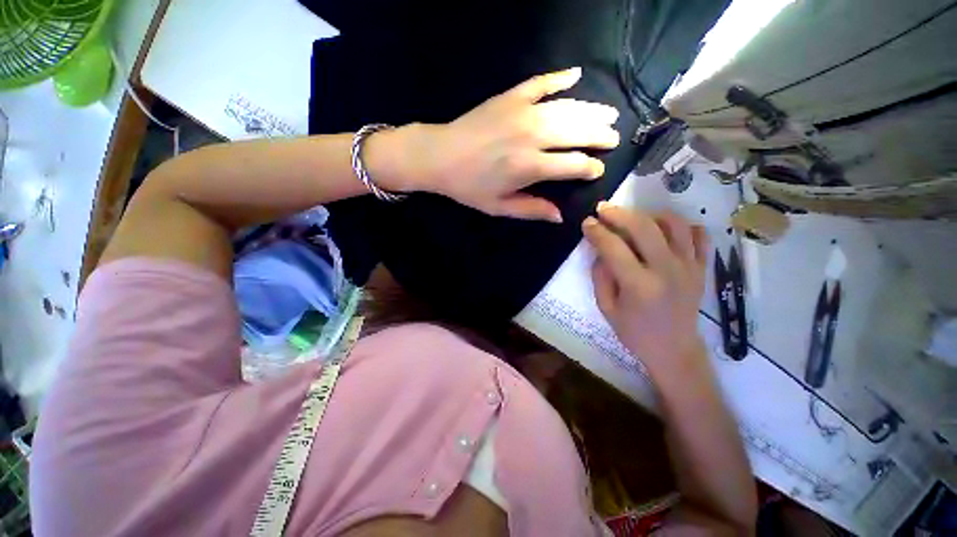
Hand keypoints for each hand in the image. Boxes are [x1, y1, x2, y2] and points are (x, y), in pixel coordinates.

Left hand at [374, 67, 619, 221]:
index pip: (575, 165)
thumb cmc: (467, 184)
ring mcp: (522, 112)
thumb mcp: (498, 207)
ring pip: (567, 109)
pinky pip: (540, 83)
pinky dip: (559, 77)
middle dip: (600, 135)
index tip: (597, 168)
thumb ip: (532, 210)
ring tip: (609, 113)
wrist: (436, 154)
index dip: (591, 167)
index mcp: (530, 166)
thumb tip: (562, 216)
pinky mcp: (511, 96)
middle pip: (578, 133)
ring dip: (591, 110)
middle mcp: (533, 136)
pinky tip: (577, 73)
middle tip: (614, 137)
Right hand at [583, 204, 709, 379]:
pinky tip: (672, 232)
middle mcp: (666, 270)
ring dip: (653, 215)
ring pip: (674, 223)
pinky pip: (700, 236)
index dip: (597, 231)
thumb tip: (600, 249)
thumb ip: (601, 278)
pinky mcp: (701, 268)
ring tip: (642, 219)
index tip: (588, 223)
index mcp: (639, 286)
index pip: (614, 247)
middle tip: (605, 210)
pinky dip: (688, 227)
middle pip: (643, 226)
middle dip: (619, 213)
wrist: (674, 350)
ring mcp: (688, 267)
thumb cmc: (638, 335)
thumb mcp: (609, 312)